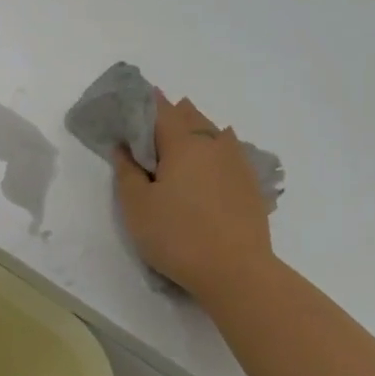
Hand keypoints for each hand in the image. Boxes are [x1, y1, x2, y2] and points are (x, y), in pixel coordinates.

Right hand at [113, 91, 275, 308]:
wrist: (235, 271)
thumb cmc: (176, 235)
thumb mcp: (136, 206)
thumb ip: (127, 171)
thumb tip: (123, 147)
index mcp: (183, 144)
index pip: (161, 111)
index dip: (144, 104)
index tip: (130, 104)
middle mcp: (214, 144)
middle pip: (190, 117)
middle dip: (170, 115)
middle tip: (151, 123)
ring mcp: (237, 163)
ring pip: (214, 133)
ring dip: (195, 129)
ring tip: (180, 137)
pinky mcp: (250, 184)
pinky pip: (229, 153)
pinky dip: (215, 149)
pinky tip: (212, 159)